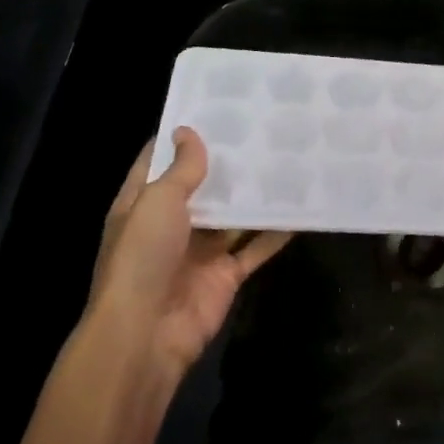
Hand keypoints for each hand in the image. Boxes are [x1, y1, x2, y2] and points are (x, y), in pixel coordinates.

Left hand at [82, 128, 291, 384]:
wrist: (145, 335)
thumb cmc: (142, 258)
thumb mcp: (157, 202)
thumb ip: (181, 169)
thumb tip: (188, 131)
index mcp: (142, 205)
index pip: (160, 162)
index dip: (181, 137)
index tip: (214, 108)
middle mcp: (171, 225)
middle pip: (202, 187)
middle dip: (227, 163)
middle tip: (263, 127)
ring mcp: (200, 251)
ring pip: (233, 216)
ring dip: (254, 194)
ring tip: (287, 158)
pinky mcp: (225, 275)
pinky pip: (255, 247)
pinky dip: (276, 231)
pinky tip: (301, 207)